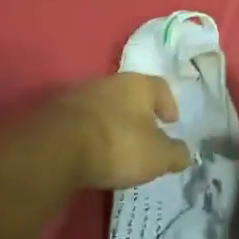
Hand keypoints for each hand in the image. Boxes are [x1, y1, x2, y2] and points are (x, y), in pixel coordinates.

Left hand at [50, 73, 192, 190]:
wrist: (56, 149)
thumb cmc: (118, 145)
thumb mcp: (158, 156)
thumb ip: (176, 154)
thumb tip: (185, 154)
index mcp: (137, 84)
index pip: (160, 87)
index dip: (169, 104)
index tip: (171, 122)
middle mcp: (107, 81)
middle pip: (129, 94)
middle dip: (138, 114)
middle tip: (145, 136)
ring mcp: (77, 95)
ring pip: (103, 106)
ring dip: (111, 122)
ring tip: (116, 147)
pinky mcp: (54, 112)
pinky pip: (81, 120)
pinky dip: (89, 133)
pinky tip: (91, 152)